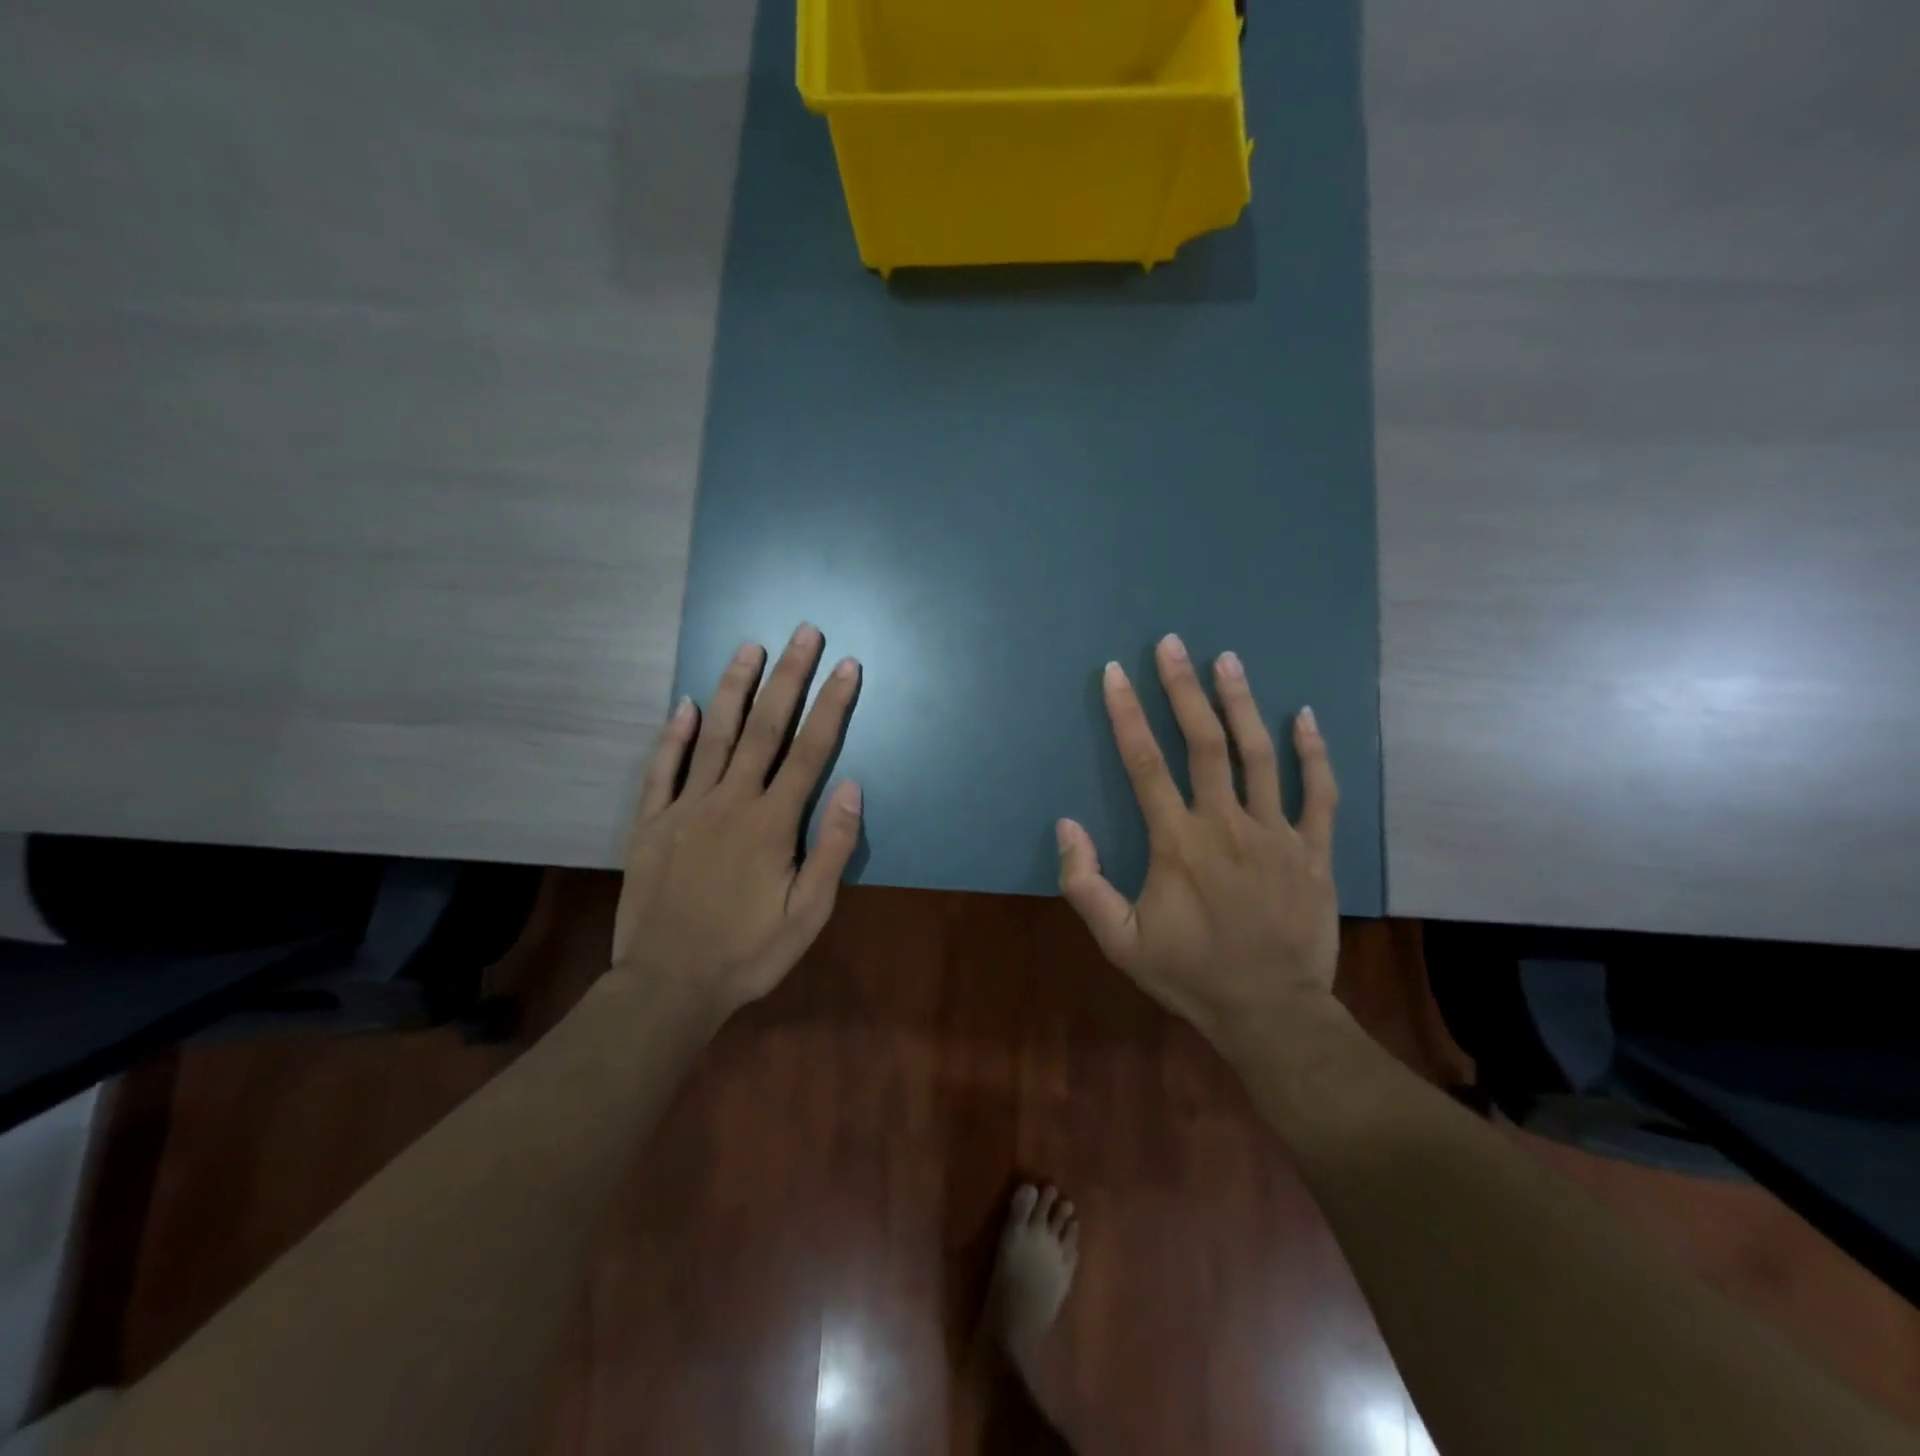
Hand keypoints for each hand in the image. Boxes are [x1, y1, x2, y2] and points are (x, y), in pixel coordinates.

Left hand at [611, 624, 862, 1017]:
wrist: (668, 986)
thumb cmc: (748, 953)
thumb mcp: (809, 914)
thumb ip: (831, 848)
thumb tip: (850, 786)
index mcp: (772, 822)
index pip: (810, 751)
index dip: (831, 705)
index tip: (846, 666)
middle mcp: (730, 801)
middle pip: (765, 728)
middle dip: (788, 677)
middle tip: (803, 632)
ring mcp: (686, 808)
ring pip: (715, 736)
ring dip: (735, 689)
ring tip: (750, 647)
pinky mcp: (651, 823)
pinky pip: (662, 769)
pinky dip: (673, 735)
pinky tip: (686, 704)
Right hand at [1057, 634, 1339, 1043]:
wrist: (1270, 1012)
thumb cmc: (1189, 974)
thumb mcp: (1119, 941)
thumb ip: (1085, 884)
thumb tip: (1066, 825)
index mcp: (1177, 843)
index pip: (1145, 764)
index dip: (1127, 714)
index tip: (1115, 673)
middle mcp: (1226, 825)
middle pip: (1204, 743)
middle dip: (1184, 689)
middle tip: (1173, 644)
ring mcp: (1276, 834)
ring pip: (1260, 755)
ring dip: (1241, 703)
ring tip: (1227, 659)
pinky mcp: (1313, 850)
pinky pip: (1319, 792)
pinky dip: (1313, 751)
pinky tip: (1304, 715)